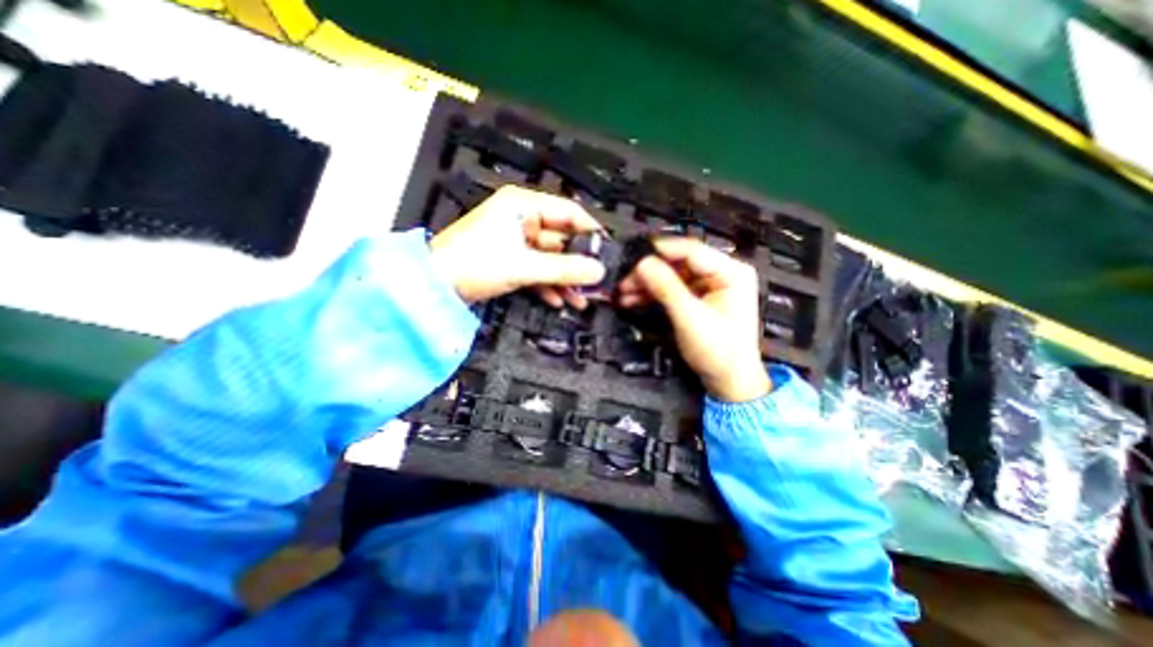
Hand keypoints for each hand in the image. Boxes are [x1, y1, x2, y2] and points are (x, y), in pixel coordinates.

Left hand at [427, 183, 605, 304]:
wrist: (433, 286)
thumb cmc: (474, 264)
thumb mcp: (524, 266)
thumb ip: (564, 269)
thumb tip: (598, 272)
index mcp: (523, 206)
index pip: (568, 212)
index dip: (590, 232)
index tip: (607, 252)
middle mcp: (521, 219)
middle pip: (561, 240)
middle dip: (577, 264)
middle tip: (596, 283)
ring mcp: (515, 241)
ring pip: (549, 259)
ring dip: (564, 280)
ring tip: (582, 300)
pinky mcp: (509, 259)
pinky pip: (536, 270)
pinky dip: (547, 285)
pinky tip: (559, 301)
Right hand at [618, 234, 768, 401]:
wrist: (728, 379)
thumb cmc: (721, 352)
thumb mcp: (691, 318)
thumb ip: (667, 289)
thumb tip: (644, 264)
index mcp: (732, 272)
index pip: (692, 251)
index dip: (661, 251)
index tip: (636, 255)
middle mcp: (721, 274)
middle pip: (678, 263)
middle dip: (650, 272)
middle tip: (626, 280)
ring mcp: (707, 286)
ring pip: (670, 276)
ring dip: (647, 283)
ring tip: (625, 291)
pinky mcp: (696, 298)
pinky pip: (671, 289)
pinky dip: (652, 293)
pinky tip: (634, 298)